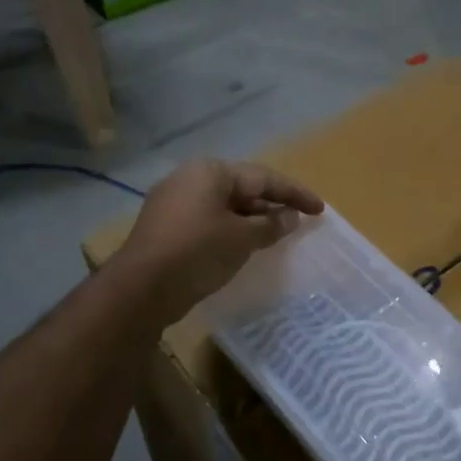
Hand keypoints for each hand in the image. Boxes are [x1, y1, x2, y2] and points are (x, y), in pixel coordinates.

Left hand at [114, 160, 323, 323]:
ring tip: (278, 233)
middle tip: (299, 220)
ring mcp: (174, 202)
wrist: (140, 289)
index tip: (320, 209)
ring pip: (225, 205)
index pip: (263, 178)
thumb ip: (270, 225)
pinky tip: (245, 245)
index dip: (295, 193)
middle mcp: (190, 179)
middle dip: (272, 204)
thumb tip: (290, 217)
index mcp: (210, 172)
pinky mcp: (166, 227)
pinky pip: (209, 220)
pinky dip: (232, 229)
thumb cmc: (197, 252)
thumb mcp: (241, 238)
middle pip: (242, 188)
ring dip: (252, 218)